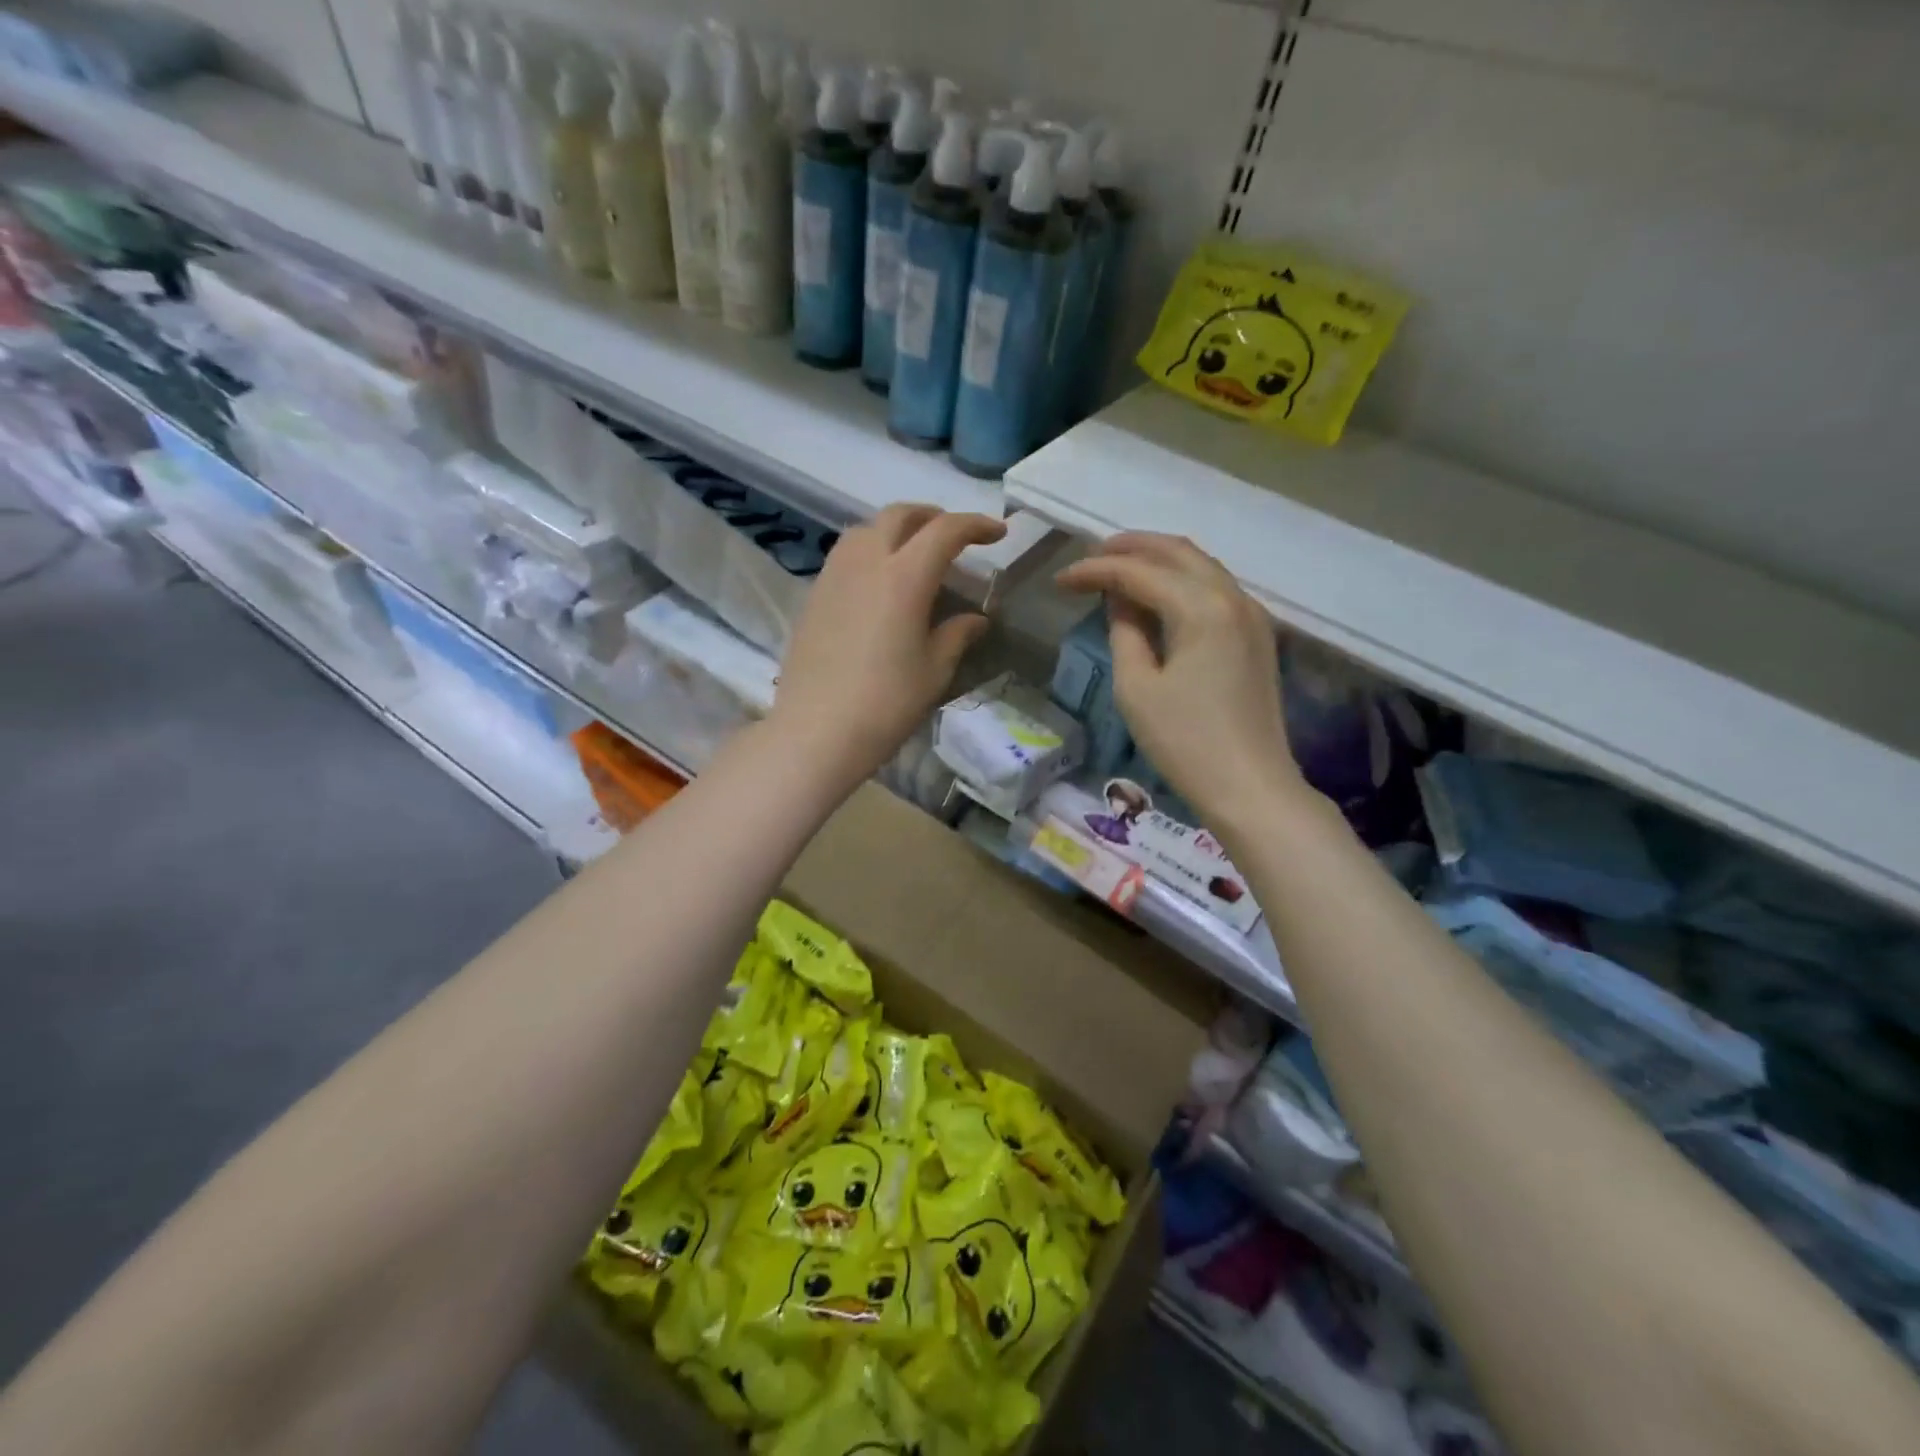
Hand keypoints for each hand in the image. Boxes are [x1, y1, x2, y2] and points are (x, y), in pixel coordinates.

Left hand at [770, 504, 1006, 793]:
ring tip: (913, 553)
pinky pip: (845, 555)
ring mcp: (834, 576)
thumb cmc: (887, 703)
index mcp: (905, 576)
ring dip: (896, 529)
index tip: (997, 533)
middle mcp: (867, 562)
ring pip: (866, 530)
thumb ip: (956, 635)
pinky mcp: (814, 595)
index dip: (975, 525)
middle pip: (900, 516)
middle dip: (932, 517)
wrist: (818, 731)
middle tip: (953, 536)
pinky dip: (870, 552)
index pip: (945, 531)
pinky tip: (879, 582)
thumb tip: (975, 619)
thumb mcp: (934, 671)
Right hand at [1056, 533, 1300, 825]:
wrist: (1250, 787)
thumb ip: (1125, 632)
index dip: (1095, 570)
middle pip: (1176, 552)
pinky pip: (1214, 587)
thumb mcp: (1137, 688)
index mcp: (1201, 608)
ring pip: (1199, 565)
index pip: (1139, 572)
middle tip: (1089, 558)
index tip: (1060, 580)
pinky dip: (1181, 579)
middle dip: (1129, 548)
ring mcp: (1251, 614)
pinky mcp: (1256, 635)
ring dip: (1156, 559)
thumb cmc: (1185, 742)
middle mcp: (1232, 597)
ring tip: (1117, 568)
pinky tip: (1157, 593)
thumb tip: (1119, 600)